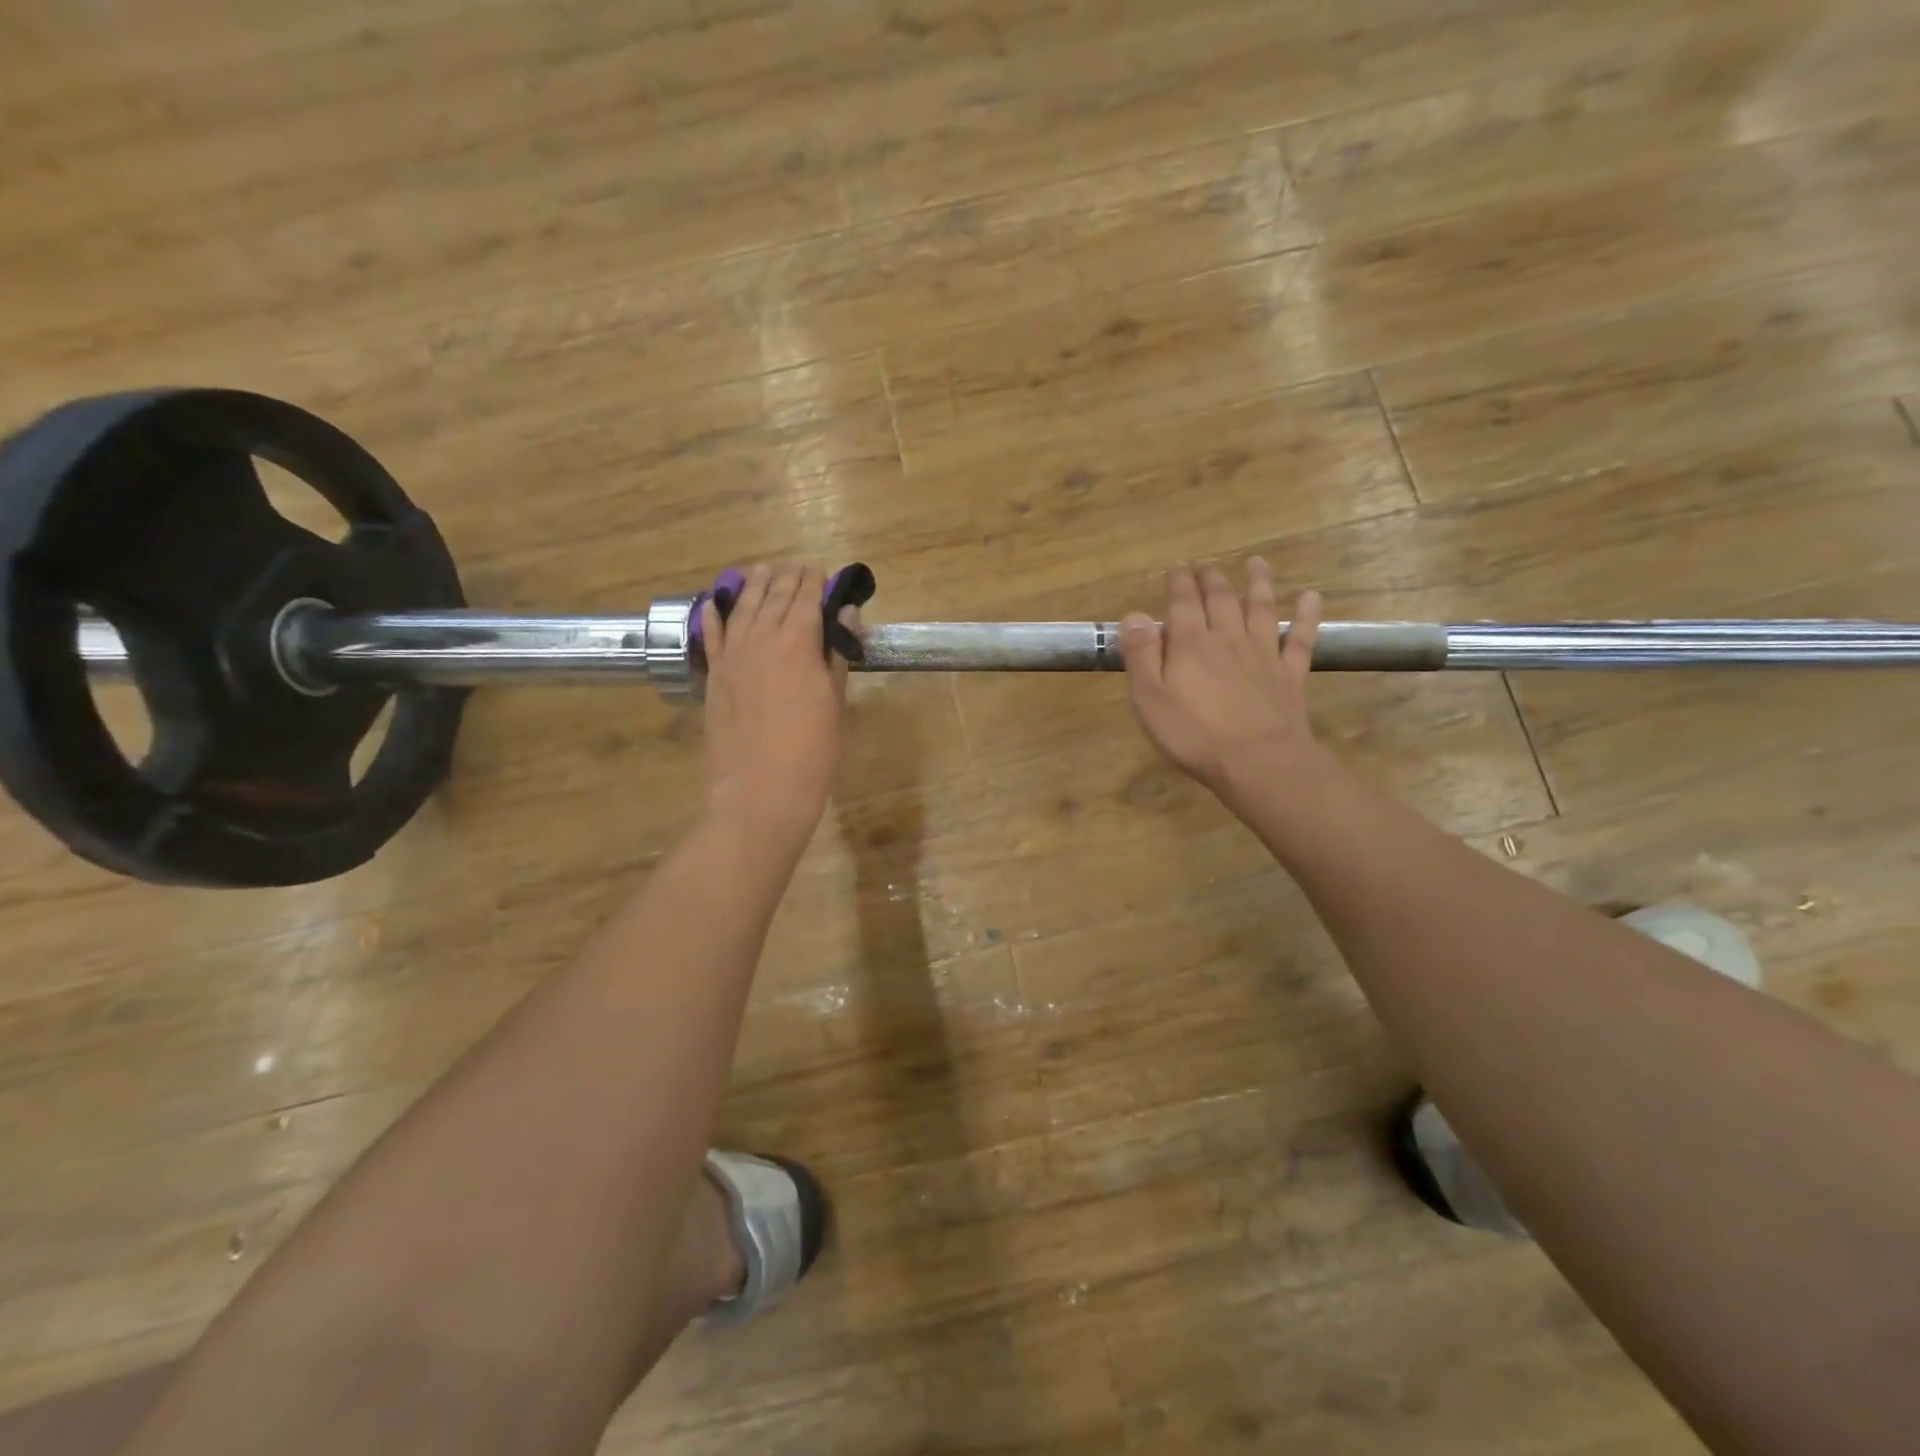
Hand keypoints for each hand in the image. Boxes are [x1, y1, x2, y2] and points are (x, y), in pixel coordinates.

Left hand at [701, 564, 851, 843]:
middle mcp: (761, 639)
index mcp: (797, 643)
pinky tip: (716, 602)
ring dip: (753, 587)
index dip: (814, 583)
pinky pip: (712, 636)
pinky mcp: (714, 676)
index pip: (806, 600)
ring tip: (761, 570)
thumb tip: (845, 613)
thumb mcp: (834, 701)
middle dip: (786, 579)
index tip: (820, 571)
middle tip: (796, 567)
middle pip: (773, 598)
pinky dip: (714, 615)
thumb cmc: (812, 751)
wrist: (761, 790)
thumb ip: (835, 654)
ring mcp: (732, 657)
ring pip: (741, 608)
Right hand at [1119, 560, 1324, 798]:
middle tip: (1205, 566)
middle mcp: (1228, 638)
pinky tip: (1310, 597)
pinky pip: (1300, 638)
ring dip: (1259, 584)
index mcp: (1191, 643)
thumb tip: (1134, 614)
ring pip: (1261, 609)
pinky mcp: (1290, 674)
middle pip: (1221, 600)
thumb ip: (1141, 654)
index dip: (1180, 582)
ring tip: (1257, 563)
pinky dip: (1306, 615)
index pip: (1183, 603)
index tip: (1178, 567)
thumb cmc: (1194, 734)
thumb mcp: (1150, 698)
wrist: (1258, 761)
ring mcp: (1263, 654)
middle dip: (1211, 579)